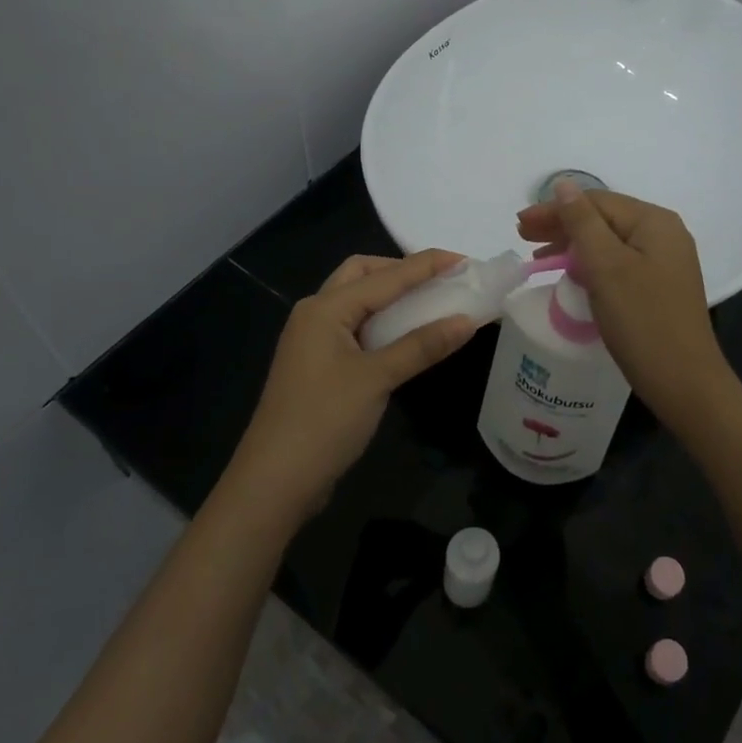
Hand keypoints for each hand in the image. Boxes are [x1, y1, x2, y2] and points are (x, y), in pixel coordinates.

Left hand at [224, 249, 475, 530]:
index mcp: (325, 308)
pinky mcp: (318, 366)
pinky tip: (405, 338)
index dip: (427, 265)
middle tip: (439, 282)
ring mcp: (313, 341)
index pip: (385, 275)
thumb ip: (421, 346)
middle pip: (362, 275)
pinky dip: (382, 324)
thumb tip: (467, 320)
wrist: (275, 481)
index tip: (466, 261)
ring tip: (430, 303)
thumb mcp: (377, 379)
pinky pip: (355, 329)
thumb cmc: (324, 421)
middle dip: (401, 271)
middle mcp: (315, 314)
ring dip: (391, 297)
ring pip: (357, 302)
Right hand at [516, 184, 732, 423]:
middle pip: (603, 219)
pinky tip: (571, 274)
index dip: (554, 209)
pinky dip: (590, 265)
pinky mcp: (659, 287)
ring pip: (609, 243)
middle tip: (522, 237)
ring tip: (539, 257)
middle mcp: (663, 235)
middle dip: (561, 225)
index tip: (519, 224)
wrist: (684, 382)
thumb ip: (582, 222)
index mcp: (654, 222)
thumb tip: (563, 184)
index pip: (596, 202)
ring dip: (572, 245)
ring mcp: (664, 262)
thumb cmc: (642, 320)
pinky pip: (617, 264)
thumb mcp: (606, 266)